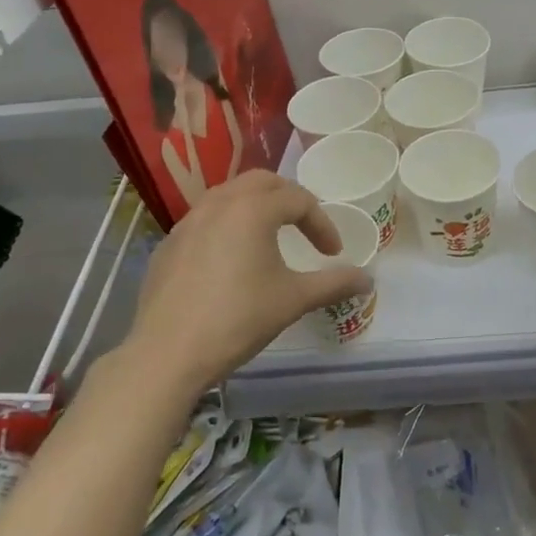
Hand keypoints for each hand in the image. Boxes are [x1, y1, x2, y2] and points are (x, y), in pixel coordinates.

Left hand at [120, 171, 371, 396]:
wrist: (167, 354)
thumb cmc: (238, 319)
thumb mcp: (293, 300)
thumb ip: (334, 284)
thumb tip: (368, 280)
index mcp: (252, 209)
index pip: (299, 200)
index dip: (322, 224)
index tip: (332, 254)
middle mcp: (219, 203)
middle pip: (262, 182)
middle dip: (289, 198)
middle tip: (304, 226)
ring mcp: (188, 222)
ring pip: (228, 195)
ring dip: (255, 206)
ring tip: (268, 236)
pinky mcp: (168, 244)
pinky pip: (204, 219)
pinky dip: (226, 225)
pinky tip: (229, 260)